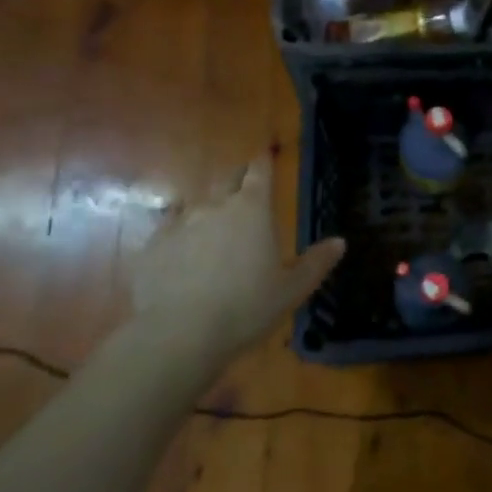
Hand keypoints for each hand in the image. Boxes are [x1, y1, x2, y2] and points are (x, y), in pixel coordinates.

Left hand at [131, 154, 344, 359]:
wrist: (177, 335)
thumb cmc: (246, 308)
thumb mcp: (292, 290)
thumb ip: (316, 263)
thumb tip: (340, 242)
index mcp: (253, 209)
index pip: (259, 171)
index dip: (263, 161)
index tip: (265, 156)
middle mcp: (215, 205)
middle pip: (226, 178)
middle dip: (237, 178)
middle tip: (244, 188)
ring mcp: (178, 224)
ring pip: (195, 203)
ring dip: (207, 209)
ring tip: (211, 226)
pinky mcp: (151, 246)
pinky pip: (168, 230)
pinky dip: (178, 235)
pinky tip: (180, 253)